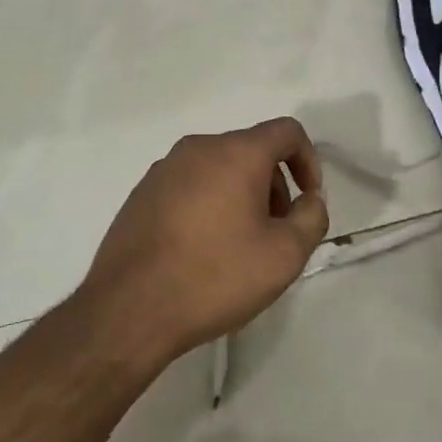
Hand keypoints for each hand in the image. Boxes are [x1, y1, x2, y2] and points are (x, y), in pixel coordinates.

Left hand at [81, 117, 329, 357]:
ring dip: (241, 197)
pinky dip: (209, 205)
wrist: (129, 310)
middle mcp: (198, 149)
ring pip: (219, 169)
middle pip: (251, 151)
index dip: (308, 161)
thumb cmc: (215, 277)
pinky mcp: (141, 193)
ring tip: (239, 247)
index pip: (286, 131)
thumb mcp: (284, 255)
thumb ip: (312, 218)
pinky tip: (202, 251)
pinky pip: (190, 186)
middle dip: (274, 186)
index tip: (308, 201)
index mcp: (235, 153)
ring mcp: (163, 169)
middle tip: (276, 233)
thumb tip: (310, 199)